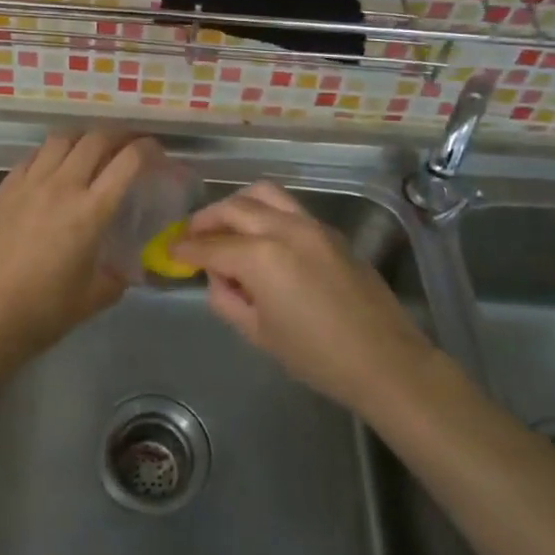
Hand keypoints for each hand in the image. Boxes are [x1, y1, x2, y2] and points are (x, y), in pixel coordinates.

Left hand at [0, 130, 155, 366]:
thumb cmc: (44, 311)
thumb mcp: (95, 297)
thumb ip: (118, 275)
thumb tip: (128, 268)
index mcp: (91, 211)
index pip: (128, 161)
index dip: (147, 148)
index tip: (155, 151)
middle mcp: (62, 186)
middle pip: (95, 138)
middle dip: (118, 135)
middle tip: (126, 145)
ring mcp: (29, 183)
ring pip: (61, 138)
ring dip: (82, 137)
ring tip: (89, 149)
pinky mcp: (3, 188)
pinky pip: (32, 156)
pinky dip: (50, 152)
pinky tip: (52, 166)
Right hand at [170, 182, 432, 414]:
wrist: (384, 360)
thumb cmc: (317, 357)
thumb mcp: (258, 333)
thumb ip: (227, 298)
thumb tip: (217, 277)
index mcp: (261, 257)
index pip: (211, 246)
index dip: (185, 249)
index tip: (169, 251)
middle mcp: (283, 229)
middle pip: (234, 208)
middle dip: (206, 219)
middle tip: (191, 235)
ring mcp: (311, 225)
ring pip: (263, 194)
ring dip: (236, 205)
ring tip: (224, 225)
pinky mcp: (330, 231)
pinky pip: (288, 208)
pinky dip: (264, 212)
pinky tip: (260, 237)